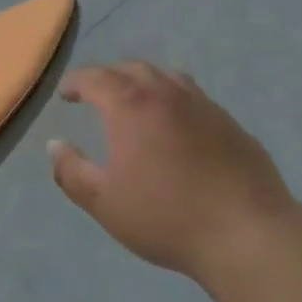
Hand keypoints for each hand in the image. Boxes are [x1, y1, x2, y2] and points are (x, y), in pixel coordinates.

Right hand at [49, 61, 292, 280]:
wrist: (246, 233)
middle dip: (110, 76)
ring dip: (146, 83)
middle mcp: (167, 93)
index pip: (96, 77)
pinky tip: (179, 129)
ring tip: (138, 102)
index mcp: (131, 105)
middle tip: (97, 94)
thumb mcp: (104, 202)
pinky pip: (196, 100)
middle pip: (133, 69)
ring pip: (168, 78)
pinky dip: (176, 103)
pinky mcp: (231, 124)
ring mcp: (204, 105)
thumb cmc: (165, 216)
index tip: (66, 93)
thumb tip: (55, 145)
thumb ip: (72, 171)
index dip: (76, 82)